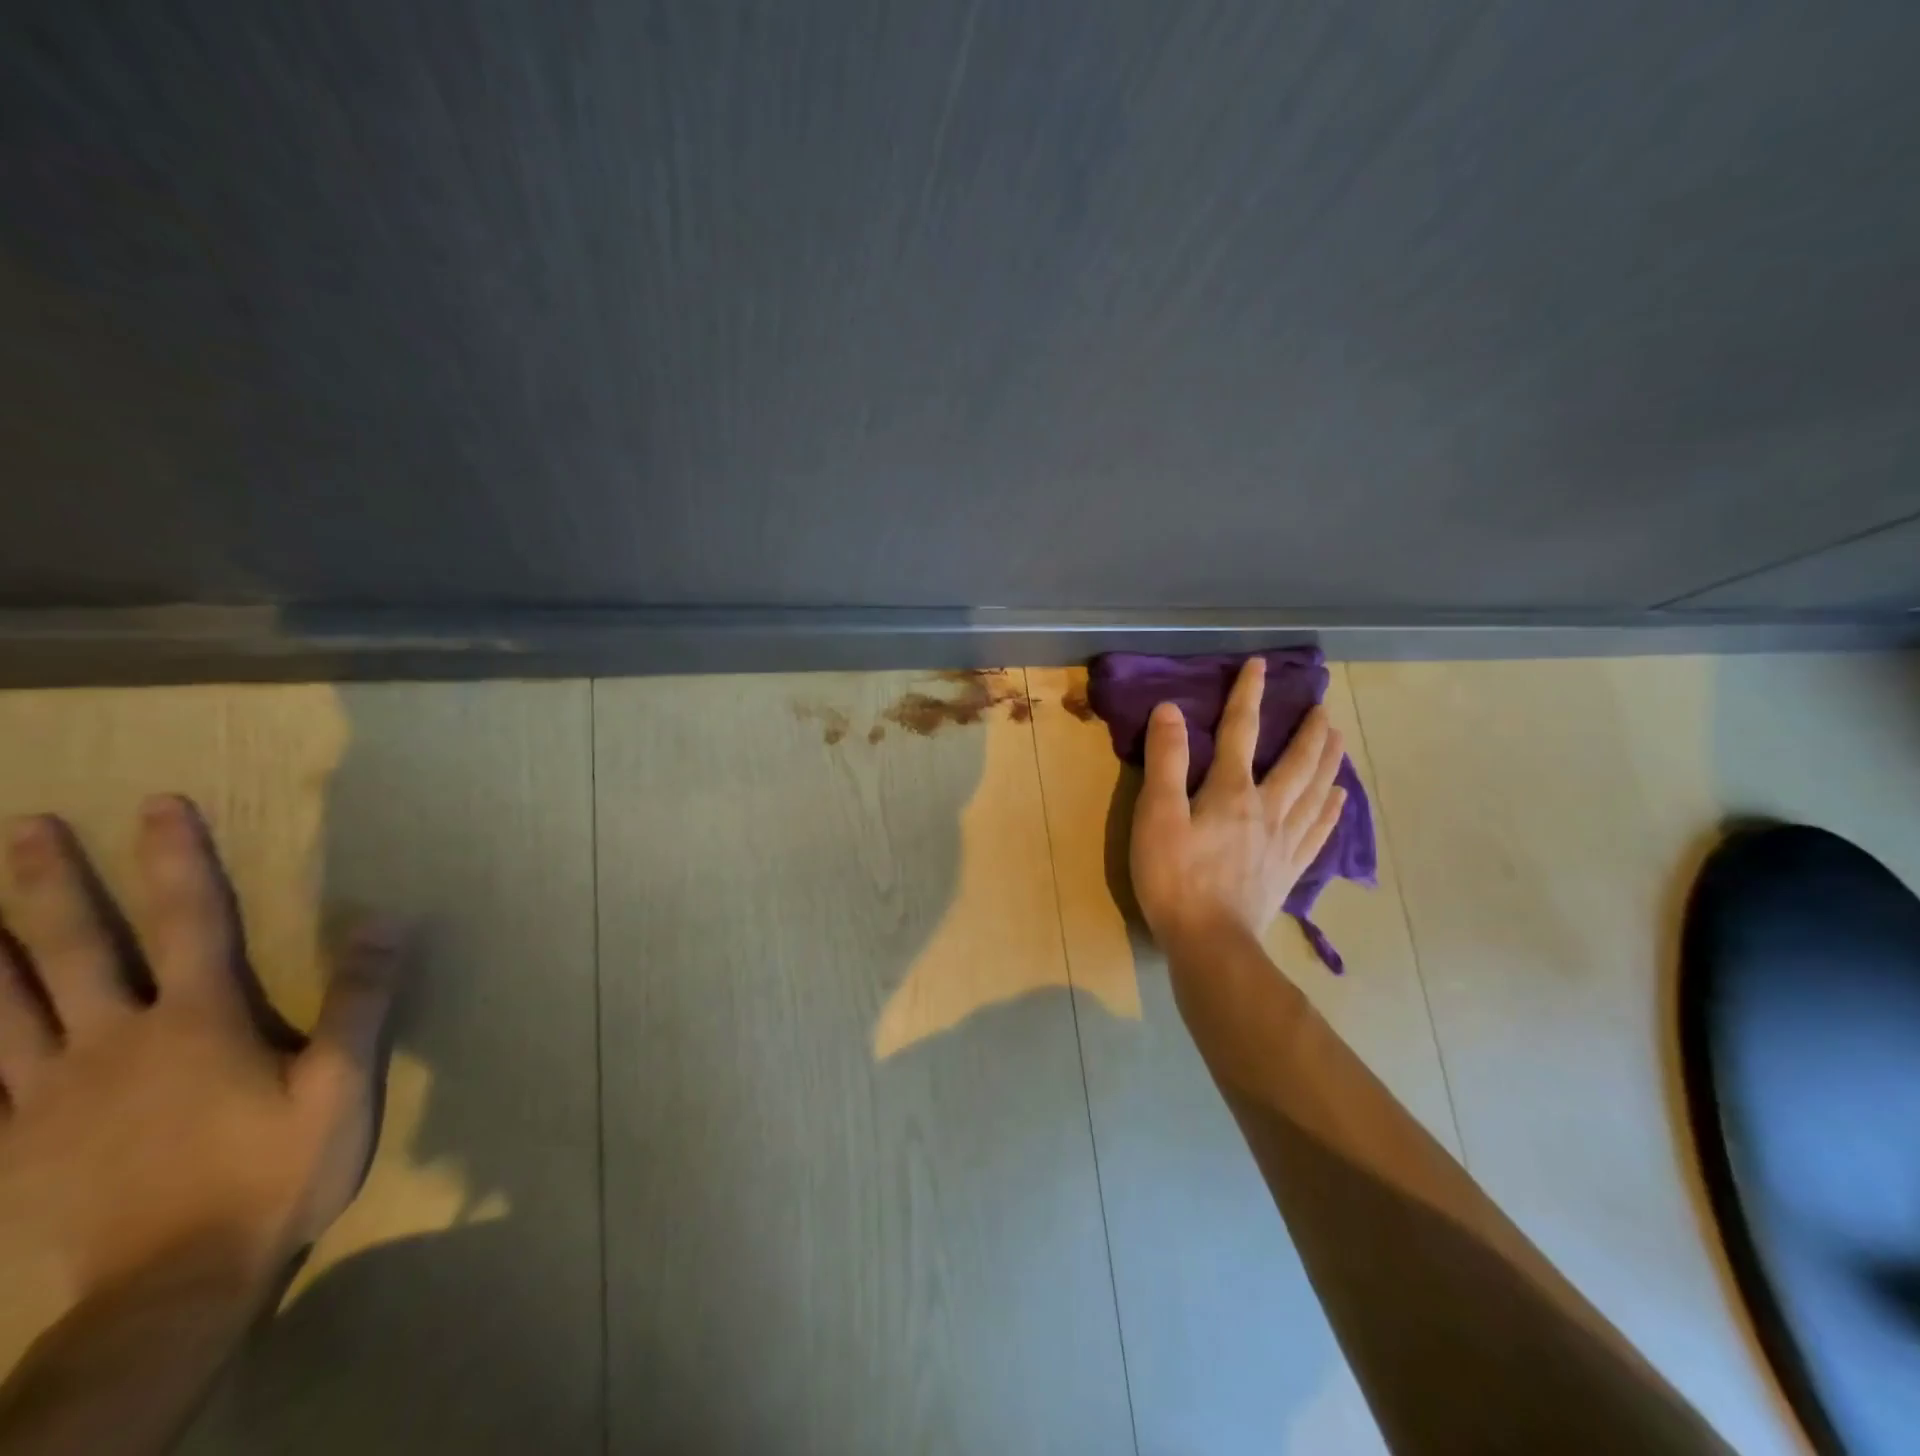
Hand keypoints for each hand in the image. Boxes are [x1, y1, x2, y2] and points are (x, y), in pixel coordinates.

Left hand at [0, 797, 398, 1323]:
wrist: (177, 1287)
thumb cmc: (275, 1172)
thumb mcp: (342, 1084)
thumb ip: (360, 999)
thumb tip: (386, 919)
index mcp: (197, 1022)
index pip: (189, 919)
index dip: (174, 859)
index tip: (156, 805)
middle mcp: (113, 1042)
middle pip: (71, 950)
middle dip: (49, 884)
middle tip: (26, 826)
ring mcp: (47, 1097)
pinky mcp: (10, 1148)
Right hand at [1129, 658, 1347, 955]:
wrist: (1210, 943)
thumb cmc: (1174, 877)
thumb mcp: (1157, 815)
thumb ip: (1166, 761)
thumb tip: (1171, 710)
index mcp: (1232, 791)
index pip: (1242, 731)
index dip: (1248, 695)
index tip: (1259, 665)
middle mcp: (1267, 808)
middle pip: (1296, 761)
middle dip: (1308, 729)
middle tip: (1322, 705)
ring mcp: (1284, 842)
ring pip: (1315, 792)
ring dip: (1328, 761)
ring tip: (1339, 739)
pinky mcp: (1289, 870)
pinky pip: (1318, 832)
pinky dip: (1331, 811)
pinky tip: (1339, 800)